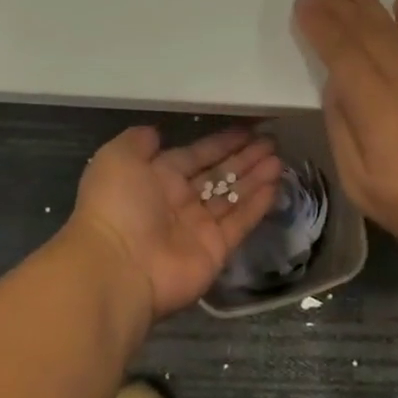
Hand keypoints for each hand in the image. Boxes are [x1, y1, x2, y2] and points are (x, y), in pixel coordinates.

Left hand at [67, 126, 281, 321]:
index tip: (247, 129)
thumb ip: (138, 141)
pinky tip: (275, 185)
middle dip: (244, 158)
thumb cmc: (117, 206)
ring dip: (255, 178)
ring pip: (233, 197)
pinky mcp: (216, 249)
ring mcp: (199, 227)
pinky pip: (240, 222)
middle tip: (272, 142)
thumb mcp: (117, 158)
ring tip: (280, 160)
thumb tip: (157, 132)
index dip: (221, 143)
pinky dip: (257, 205)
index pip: (196, 155)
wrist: (118, 267)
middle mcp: (179, 202)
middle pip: (218, 175)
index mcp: (156, 178)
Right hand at [293, 0, 397, 261]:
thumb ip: (342, 127)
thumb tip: (335, 84)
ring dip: (369, 1)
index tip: (303, 0)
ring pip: (396, 28)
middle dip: (337, 2)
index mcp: (373, 106)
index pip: (340, 52)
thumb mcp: (359, 180)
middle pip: (365, 31)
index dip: (319, 24)